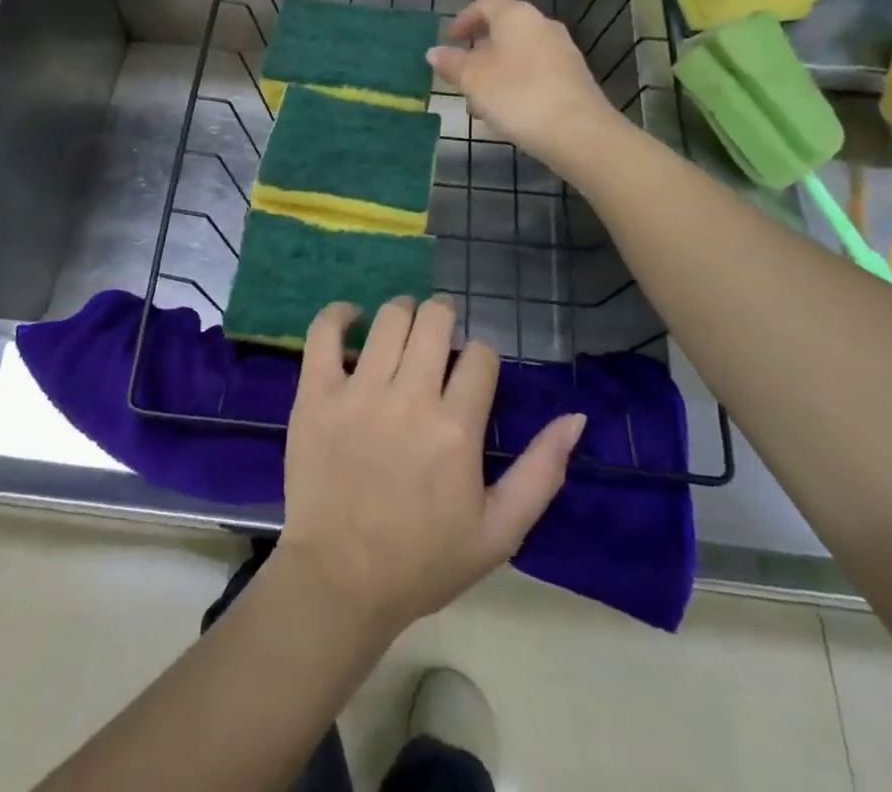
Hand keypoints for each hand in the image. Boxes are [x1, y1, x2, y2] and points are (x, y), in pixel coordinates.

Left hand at [276, 295, 585, 636]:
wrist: (340, 581)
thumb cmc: (423, 561)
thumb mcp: (499, 531)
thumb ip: (542, 472)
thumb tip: (575, 418)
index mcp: (456, 428)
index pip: (481, 356)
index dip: (481, 359)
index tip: (470, 376)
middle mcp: (410, 398)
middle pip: (435, 319)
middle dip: (445, 316)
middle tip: (440, 332)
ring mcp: (358, 391)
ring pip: (390, 318)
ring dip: (404, 311)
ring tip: (405, 327)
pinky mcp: (316, 393)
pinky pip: (324, 332)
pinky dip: (339, 313)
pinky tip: (353, 317)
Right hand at [427, 0, 627, 175]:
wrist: (577, 131)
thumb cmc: (517, 95)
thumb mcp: (472, 80)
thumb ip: (451, 63)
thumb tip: (434, 52)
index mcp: (516, 16)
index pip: (485, 3)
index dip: (463, 19)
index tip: (449, 41)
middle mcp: (542, 24)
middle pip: (504, 29)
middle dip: (478, 51)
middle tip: (460, 75)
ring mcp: (562, 50)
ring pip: (519, 53)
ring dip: (496, 71)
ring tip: (480, 103)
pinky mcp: (573, 76)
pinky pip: (536, 71)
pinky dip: (516, 83)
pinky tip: (508, 112)